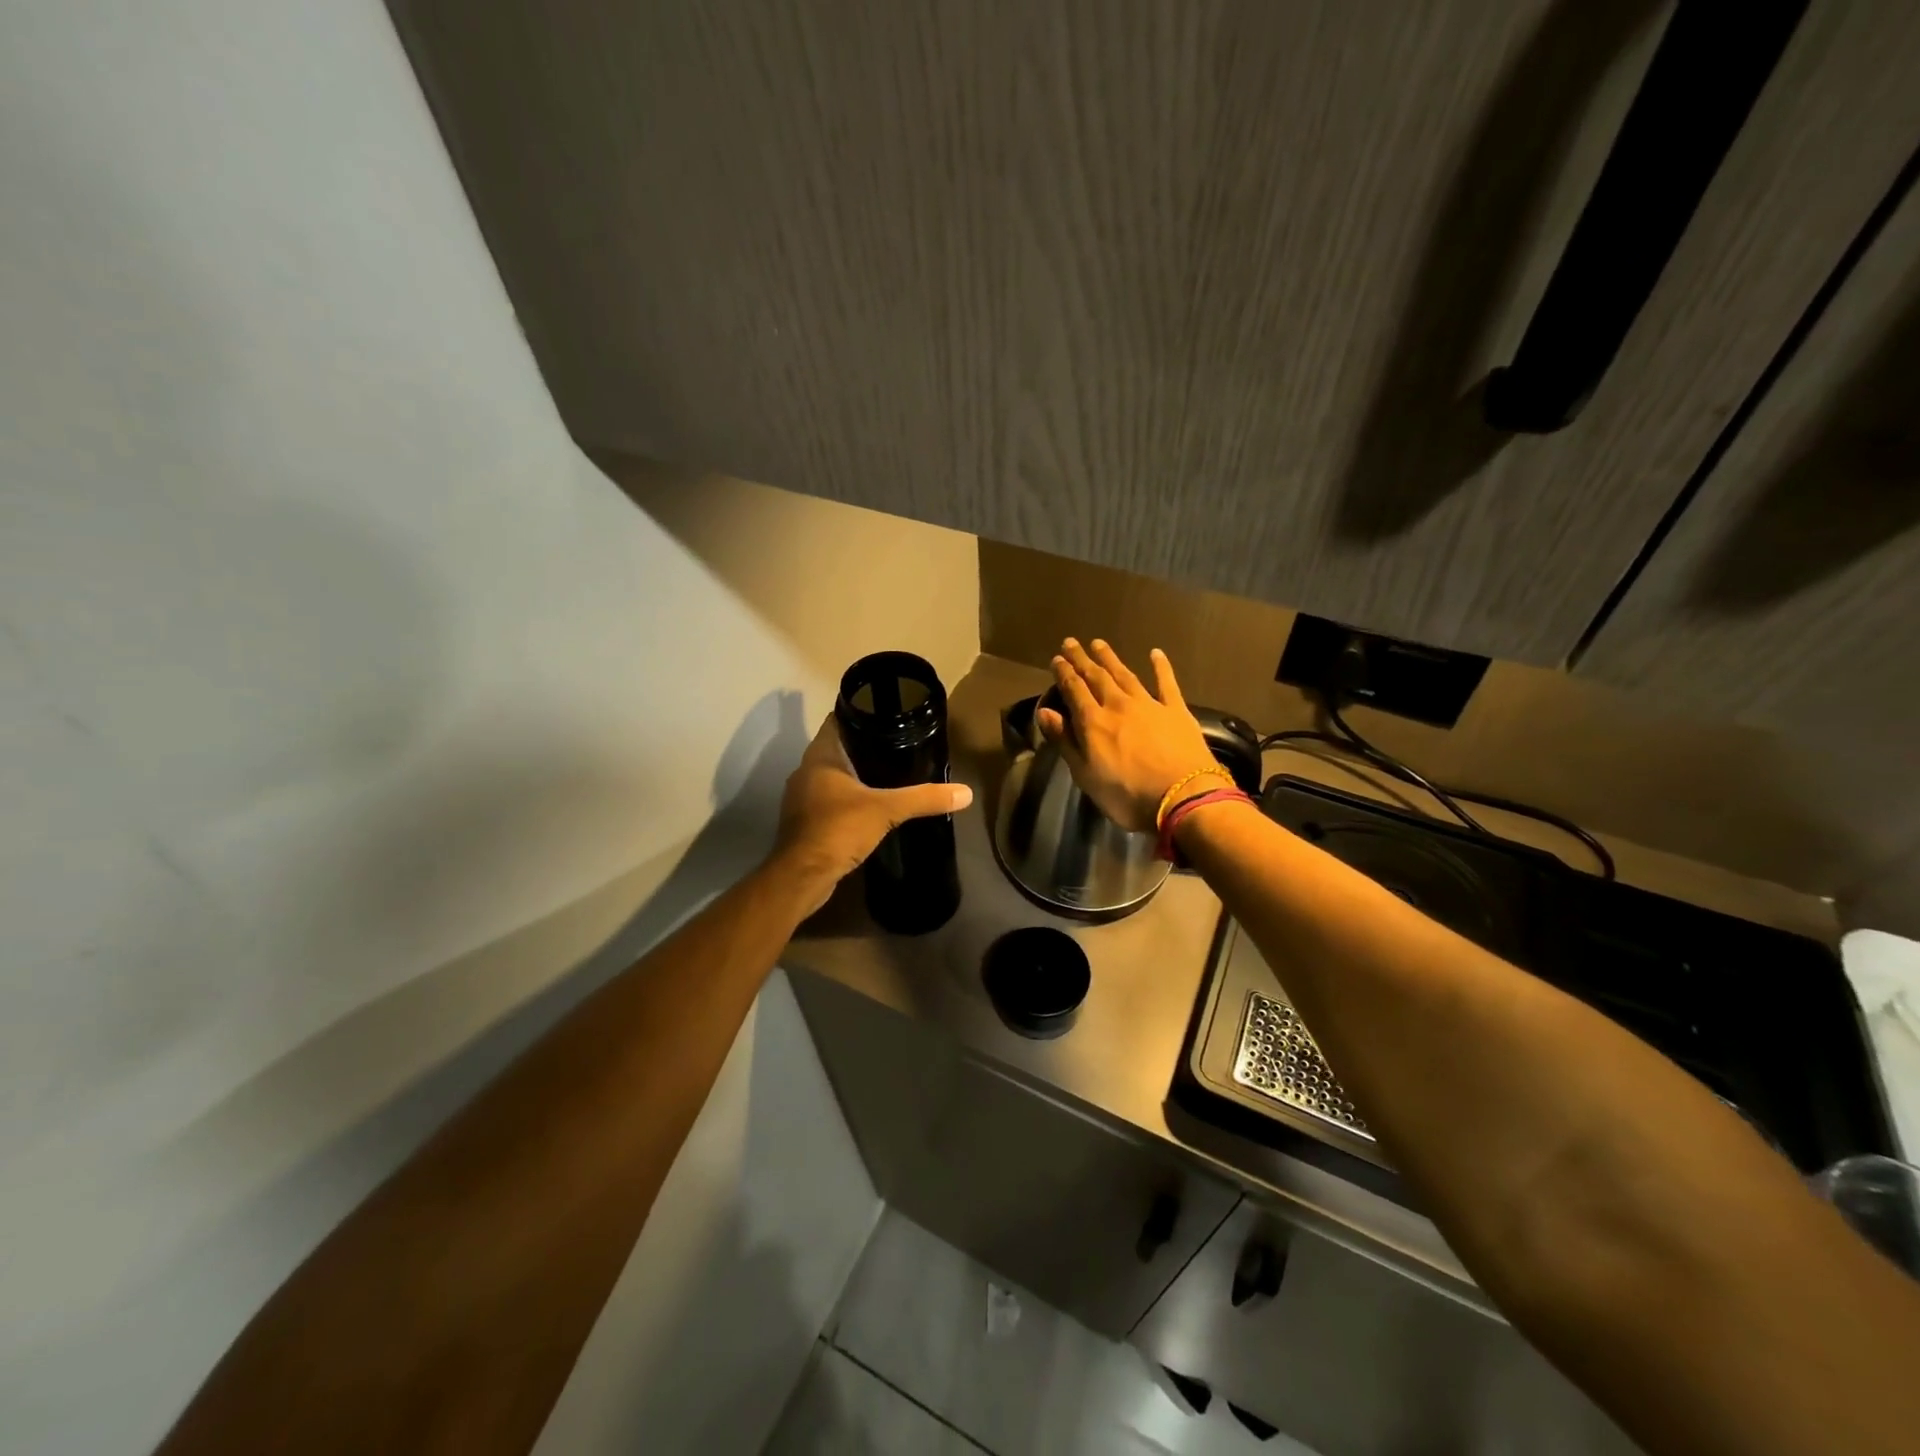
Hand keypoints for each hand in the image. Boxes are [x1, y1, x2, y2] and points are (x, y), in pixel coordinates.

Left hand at [770, 716, 973, 915]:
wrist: (802, 877)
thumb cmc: (838, 830)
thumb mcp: (887, 810)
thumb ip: (924, 798)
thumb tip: (965, 793)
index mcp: (820, 756)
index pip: (838, 720)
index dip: (861, 713)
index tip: (888, 715)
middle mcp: (806, 771)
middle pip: (837, 747)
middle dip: (864, 746)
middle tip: (899, 744)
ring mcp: (802, 797)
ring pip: (832, 776)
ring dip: (855, 774)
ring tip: (889, 773)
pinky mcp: (804, 822)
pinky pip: (829, 800)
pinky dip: (848, 799)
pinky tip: (870, 806)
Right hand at [1037, 639, 1221, 834]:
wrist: (1183, 797)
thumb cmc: (1127, 794)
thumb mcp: (1086, 775)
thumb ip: (1065, 741)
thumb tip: (1045, 711)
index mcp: (1093, 722)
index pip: (1074, 690)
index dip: (1064, 673)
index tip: (1056, 659)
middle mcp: (1118, 705)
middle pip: (1097, 677)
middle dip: (1082, 660)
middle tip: (1071, 643)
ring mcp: (1149, 704)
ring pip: (1125, 675)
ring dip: (1110, 659)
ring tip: (1099, 644)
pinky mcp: (1176, 710)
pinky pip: (1166, 682)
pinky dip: (1160, 666)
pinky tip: (1155, 653)